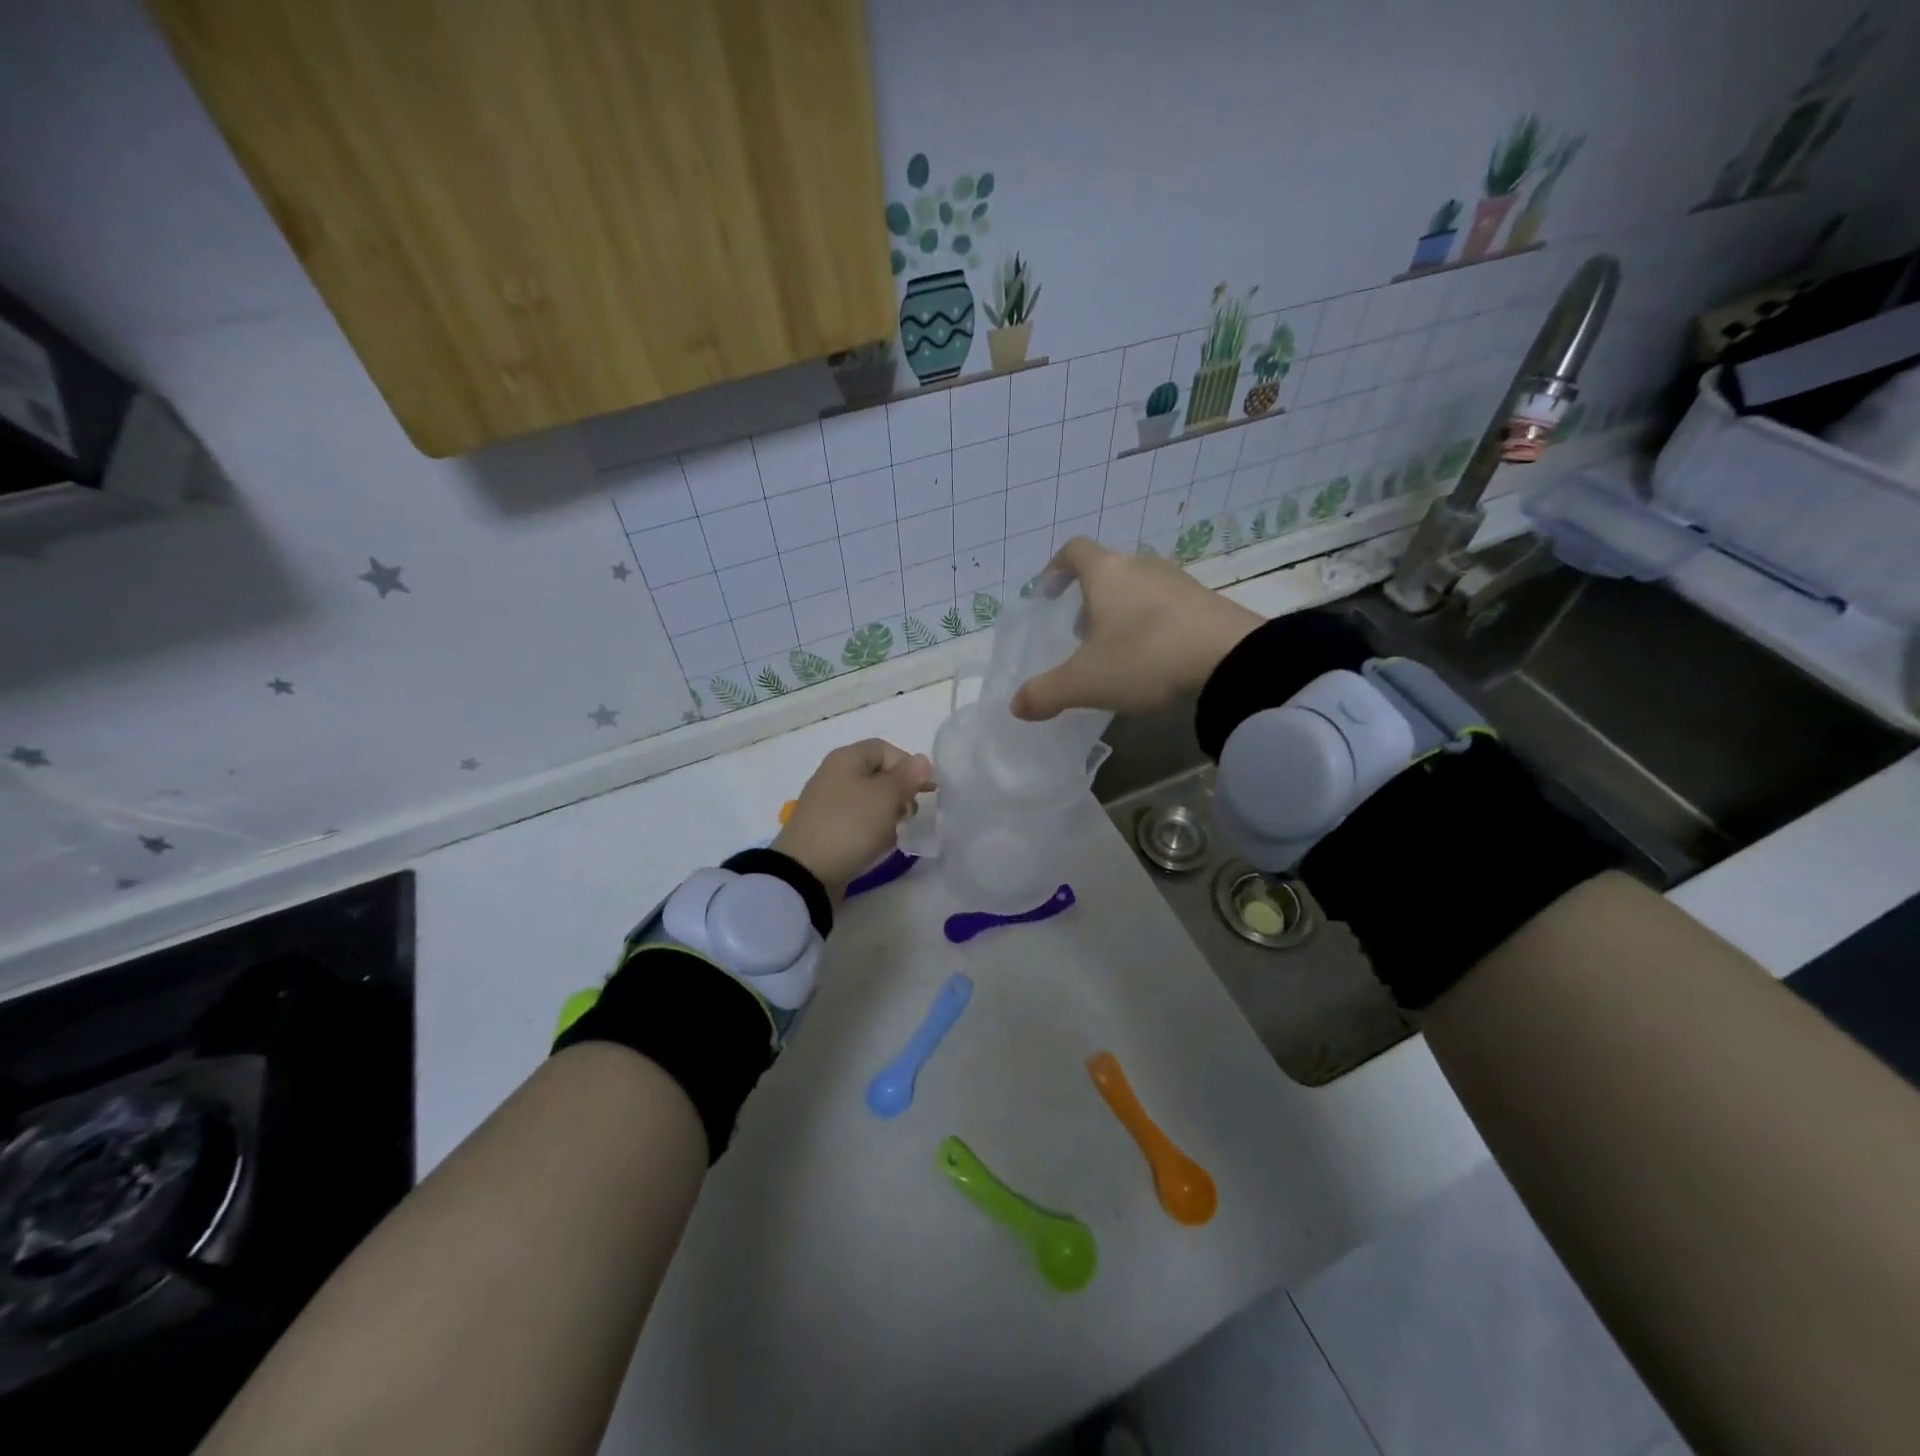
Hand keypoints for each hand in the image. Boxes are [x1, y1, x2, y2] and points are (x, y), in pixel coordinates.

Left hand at [772, 739, 933, 896]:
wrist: (805, 872)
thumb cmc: (850, 826)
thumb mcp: (885, 797)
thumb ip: (907, 776)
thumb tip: (921, 760)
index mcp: (846, 759)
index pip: (885, 748)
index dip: (908, 765)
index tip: (923, 790)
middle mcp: (833, 775)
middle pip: (876, 774)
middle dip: (899, 791)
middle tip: (910, 813)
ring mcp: (826, 803)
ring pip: (868, 799)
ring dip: (887, 813)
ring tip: (895, 832)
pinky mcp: (824, 829)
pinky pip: (856, 821)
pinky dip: (871, 829)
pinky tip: (878, 845)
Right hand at [1010, 537, 1262, 720]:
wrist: (1232, 661)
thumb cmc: (1145, 658)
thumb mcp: (1085, 683)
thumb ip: (1045, 693)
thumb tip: (1016, 705)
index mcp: (1108, 573)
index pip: (1074, 551)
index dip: (1055, 569)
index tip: (1047, 595)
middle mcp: (1143, 567)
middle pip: (1108, 572)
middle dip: (1089, 601)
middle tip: (1080, 637)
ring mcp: (1180, 583)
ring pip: (1139, 590)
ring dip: (1121, 615)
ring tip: (1117, 653)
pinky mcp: (1208, 604)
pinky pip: (1168, 608)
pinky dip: (1152, 626)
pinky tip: (1155, 660)